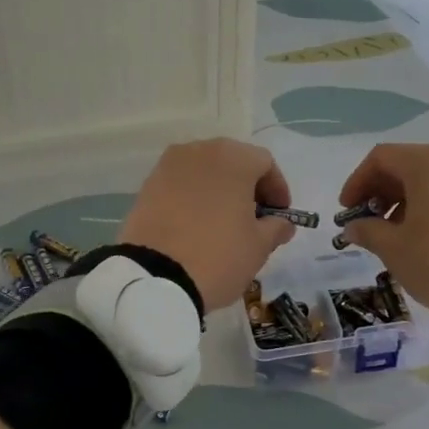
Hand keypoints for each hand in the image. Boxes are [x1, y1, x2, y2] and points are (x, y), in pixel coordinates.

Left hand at [120, 139, 295, 312]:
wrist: (154, 277)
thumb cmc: (218, 256)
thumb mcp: (259, 247)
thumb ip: (276, 228)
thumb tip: (281, 223)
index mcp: (233, 158)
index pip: (265, 164)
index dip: (277, 189)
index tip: (280, 215)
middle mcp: (200, 150)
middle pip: (233, 162)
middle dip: (247, 187)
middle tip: (254, 218)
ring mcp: (169, 165)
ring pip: (204, 172)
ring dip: (219, 190)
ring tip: (223, 222)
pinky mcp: (147, 185)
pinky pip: (180, 185)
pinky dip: (193, 197)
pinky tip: (196, 224)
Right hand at [337, 144, 428, 313]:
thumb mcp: (395, 249)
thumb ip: (368, 231)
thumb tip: (354, 226)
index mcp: (428, 162)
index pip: (381, 158)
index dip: (357, 182)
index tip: (347, 210)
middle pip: (408, 164)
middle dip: (382, 191)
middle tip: (369, 221)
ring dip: (407, 199)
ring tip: (397, 233)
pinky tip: (428, 234)